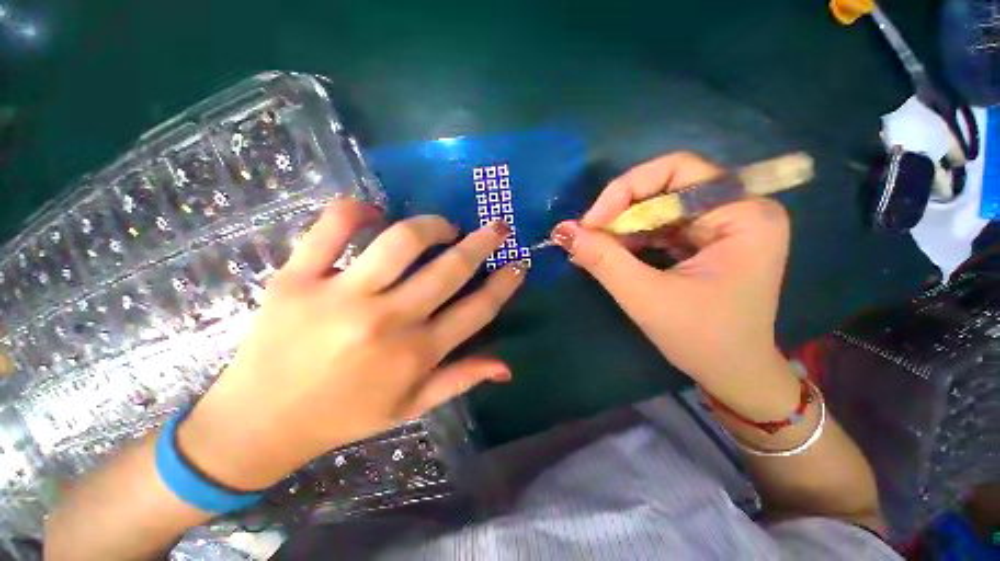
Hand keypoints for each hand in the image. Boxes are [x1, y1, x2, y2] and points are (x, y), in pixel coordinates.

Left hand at [179, 200, 526, 490]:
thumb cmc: (343, 416)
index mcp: (416, 355)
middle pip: (450, 269)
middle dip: (483, 243)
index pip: (477, 310)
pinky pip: (331, 227)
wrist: (258, 423)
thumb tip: (506, 366)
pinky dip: (355, 210)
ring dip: (431, 225)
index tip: (518, 263)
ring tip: (442, 226)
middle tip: (496, 228)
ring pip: (401, 241)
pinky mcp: (295, 279)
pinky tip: (372, 212)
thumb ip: (461, 380)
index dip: (504, 283)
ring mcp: (339, 297)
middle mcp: (387, 322)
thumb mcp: (410, 407)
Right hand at [550, 153, 793, 413]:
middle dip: (621, 212)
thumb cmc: (702, 339)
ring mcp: (721, 225)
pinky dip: (630, 239)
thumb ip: (603, 260)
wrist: (732, 373)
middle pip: (666, 187)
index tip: (592, 221)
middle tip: (587, 236)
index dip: (628, 188)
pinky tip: (610, 254)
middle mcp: (738, 209)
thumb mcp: (647, 298)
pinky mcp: (704, 241)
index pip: (678, 170)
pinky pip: (659, 227)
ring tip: (593, 248)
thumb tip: (562, 230)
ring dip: (621, 227)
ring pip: (657, 208)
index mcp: (744, 215)